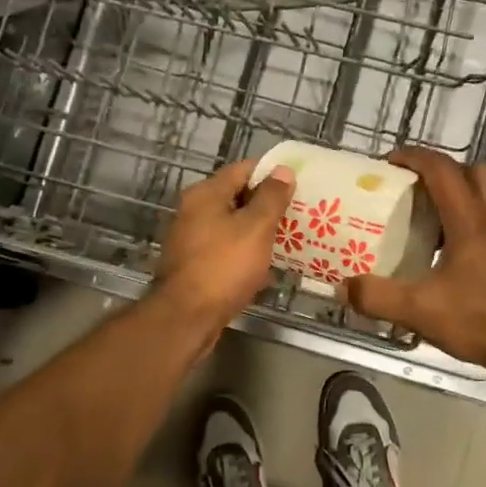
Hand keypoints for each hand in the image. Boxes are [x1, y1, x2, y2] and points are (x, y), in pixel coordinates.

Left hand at [155, 160, 294, 332]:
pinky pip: (226, 251)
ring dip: (258, 232)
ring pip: (232, 227)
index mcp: (205, 194)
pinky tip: (267, 269)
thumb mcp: (256, 228)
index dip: (271, 175)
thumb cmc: (224, 266)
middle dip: (267, 205)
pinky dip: (245, 255)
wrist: (187, 317)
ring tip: (289, 240)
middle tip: (298, 214)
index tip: (297, 185)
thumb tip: (282, 170)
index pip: (243, 169)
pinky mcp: (195, 265)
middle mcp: (193, 211)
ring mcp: (191, 239)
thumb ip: (271, 197)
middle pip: (236, 197)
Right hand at [341, 148, 485, 379]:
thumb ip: (378, 297)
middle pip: (474, 172)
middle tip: (414, 190)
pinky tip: (452, 259)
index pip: (443, 170)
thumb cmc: (483, 321)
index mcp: (471, 221)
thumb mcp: (421, 311)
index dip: (414, 158)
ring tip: (428, 224)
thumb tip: (343, 286)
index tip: (389, 162)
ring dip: (460, 198)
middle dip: (443, 172)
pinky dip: (471, 226)